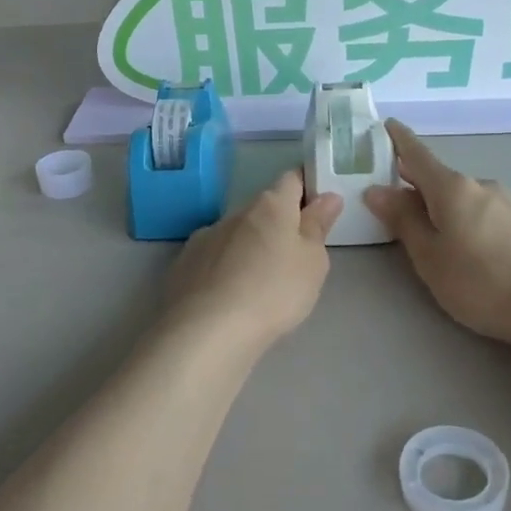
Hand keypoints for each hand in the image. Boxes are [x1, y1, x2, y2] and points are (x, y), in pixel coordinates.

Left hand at [166, 171, 341, 350]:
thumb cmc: (274, 292)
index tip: (316, 211)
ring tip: (258, 284)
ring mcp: (205, 237)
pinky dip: (223, 268)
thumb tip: (327, 196)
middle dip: (277, 226)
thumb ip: (318, 226)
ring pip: (235, 234)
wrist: (208, 331)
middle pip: (262, 209)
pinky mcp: (183, 264)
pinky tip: (227, 296)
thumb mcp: (312, 262)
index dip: (306, 189)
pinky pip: (212, 258)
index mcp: (270, 206)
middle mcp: (235, 213)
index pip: (291, 179)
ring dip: (248, 248)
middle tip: (292, 259)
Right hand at [364, 121, 510, 347]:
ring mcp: (506, 202)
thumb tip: (376, 190)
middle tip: (390, 196)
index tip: (386, 125)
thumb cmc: (480, 281)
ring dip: (440, 205)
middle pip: (439, 177)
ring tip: (426, 232)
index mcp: (452, 187)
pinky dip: (462, 217)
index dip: (399, 140)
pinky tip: (463, 244)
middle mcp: (480, 185)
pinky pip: (480, 210)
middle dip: (414, 182)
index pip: (418, 155)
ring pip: (461, 196)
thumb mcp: (429, 256)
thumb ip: (403, 220)